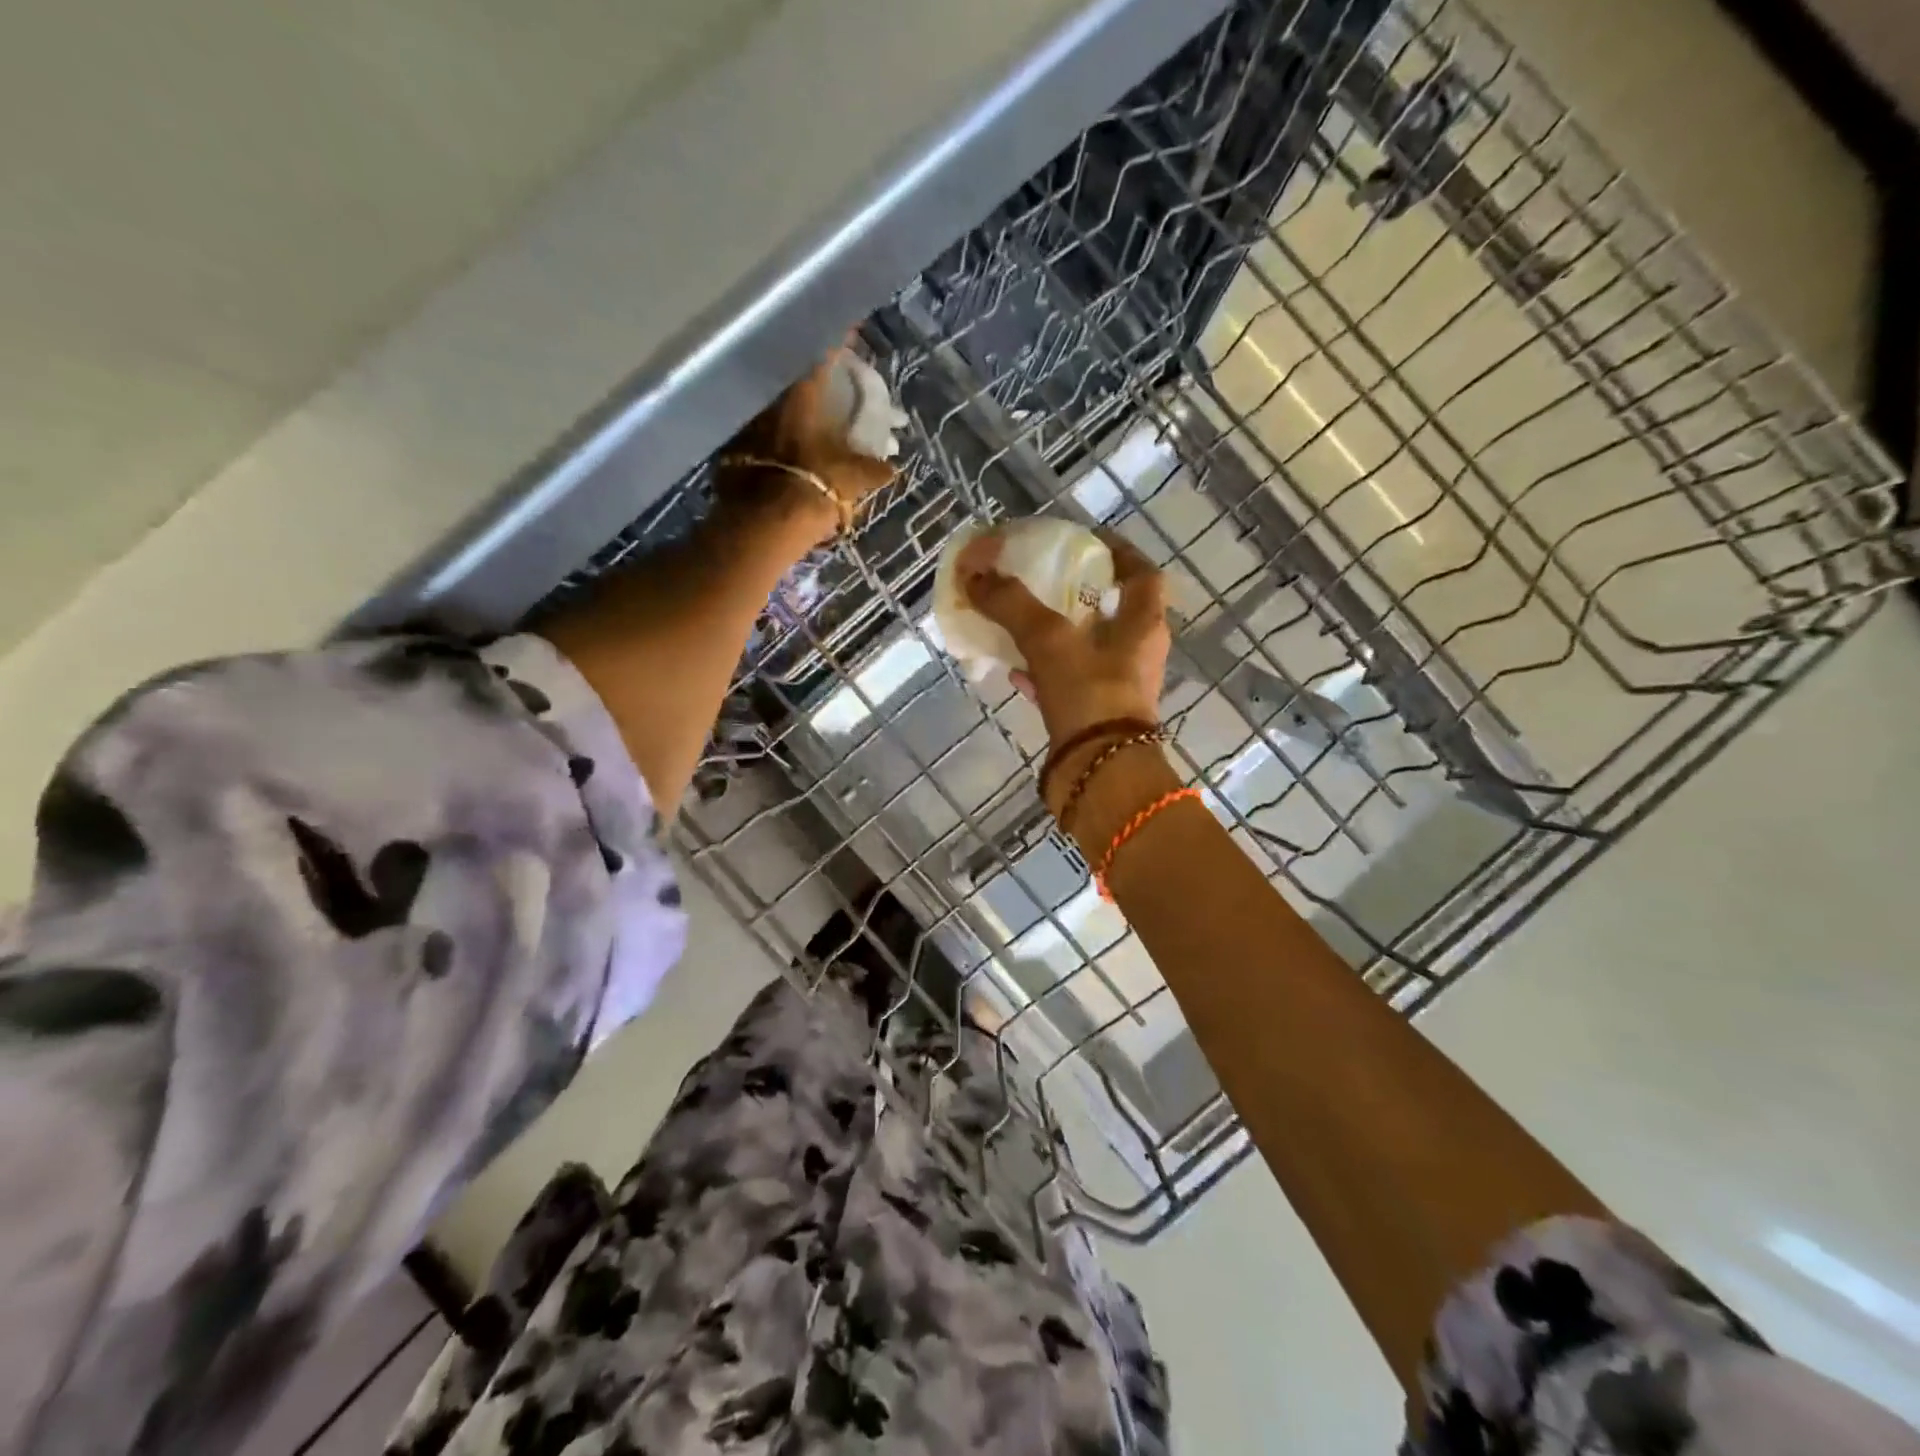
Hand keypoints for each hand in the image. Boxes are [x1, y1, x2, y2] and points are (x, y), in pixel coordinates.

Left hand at [715, 342, 897, 550]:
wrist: (764, 525)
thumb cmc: (814, 488)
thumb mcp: (853, 480)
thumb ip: (872, 469)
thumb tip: (890, 468)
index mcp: (802, 396)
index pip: (822, 356)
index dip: (837, 342)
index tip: (848, 330)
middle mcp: (770, 400)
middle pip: (791, 380)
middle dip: (810, 380)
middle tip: (827, 382)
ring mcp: (747, 424)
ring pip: (772, 406)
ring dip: (789, 409)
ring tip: (805, 417)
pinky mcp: (730, 452)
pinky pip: (757, 435)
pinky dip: (771, 437)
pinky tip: (782, 448)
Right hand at [957, 528, 1170, 745]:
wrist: (1098, 773)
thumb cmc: (1089, 694)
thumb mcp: (1049, 640)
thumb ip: (1013, 604)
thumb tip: (975, 574)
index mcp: (1142, 625)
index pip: (1144, 574)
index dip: (1120, 552)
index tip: (1088, 541)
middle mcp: (1137, 654)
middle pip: (1112, 611)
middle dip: (1080, 594)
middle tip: (1045, 579)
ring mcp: (1117, 687)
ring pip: (1087, 649)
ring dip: (1057, 633)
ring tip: (1021, 620)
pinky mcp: (1094, 716)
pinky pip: (1068, 683)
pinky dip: (1043, 671)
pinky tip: (1013, 668)